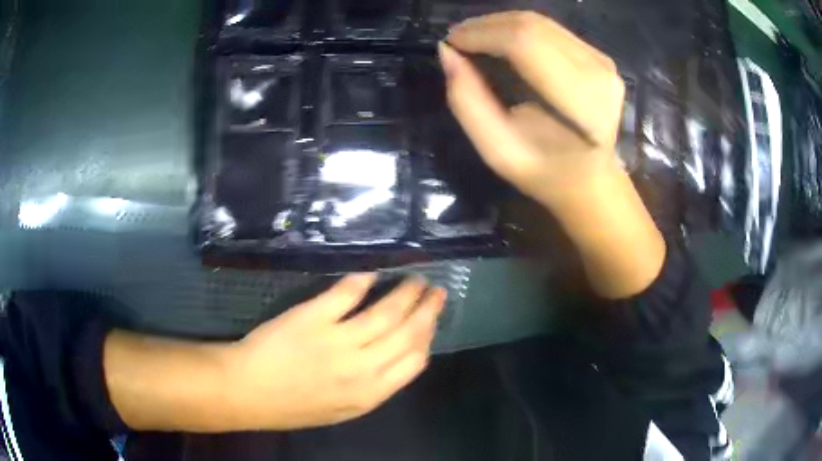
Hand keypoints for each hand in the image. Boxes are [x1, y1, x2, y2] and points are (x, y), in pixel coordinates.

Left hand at [221, 274, 445, 429]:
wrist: (249, 392)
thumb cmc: (294, 405)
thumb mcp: (343, 410)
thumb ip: (374, 387)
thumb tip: (398, 356)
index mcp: (371, 394)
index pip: (415, 361)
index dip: (428, 337)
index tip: (430, 322)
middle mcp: (362, 368)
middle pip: (408, 332)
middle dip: (427, 309)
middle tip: (435, 290)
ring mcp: (337, 341)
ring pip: (385, 312)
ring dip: (405, 292)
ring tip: (415, 279)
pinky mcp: (313, 318)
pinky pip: (346, 294)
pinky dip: (362, 281)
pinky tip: (371, 274)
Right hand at [441, 11, 664, 298]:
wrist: (592, 179)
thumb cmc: (545, 173)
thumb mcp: (497, 150)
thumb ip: (467, 101)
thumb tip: (447, 52)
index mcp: (581, 106)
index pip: (525, 44)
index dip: (481, 34)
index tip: (451, 43)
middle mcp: (599, 75)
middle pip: (532, 25)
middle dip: (485, 25)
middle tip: (457, 39)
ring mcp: (603, 62)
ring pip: (540, 22)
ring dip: (500, 24)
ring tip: (473, 38)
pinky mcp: (600, 56)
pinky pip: (551, 29)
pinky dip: (519, 28)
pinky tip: (501, 41)